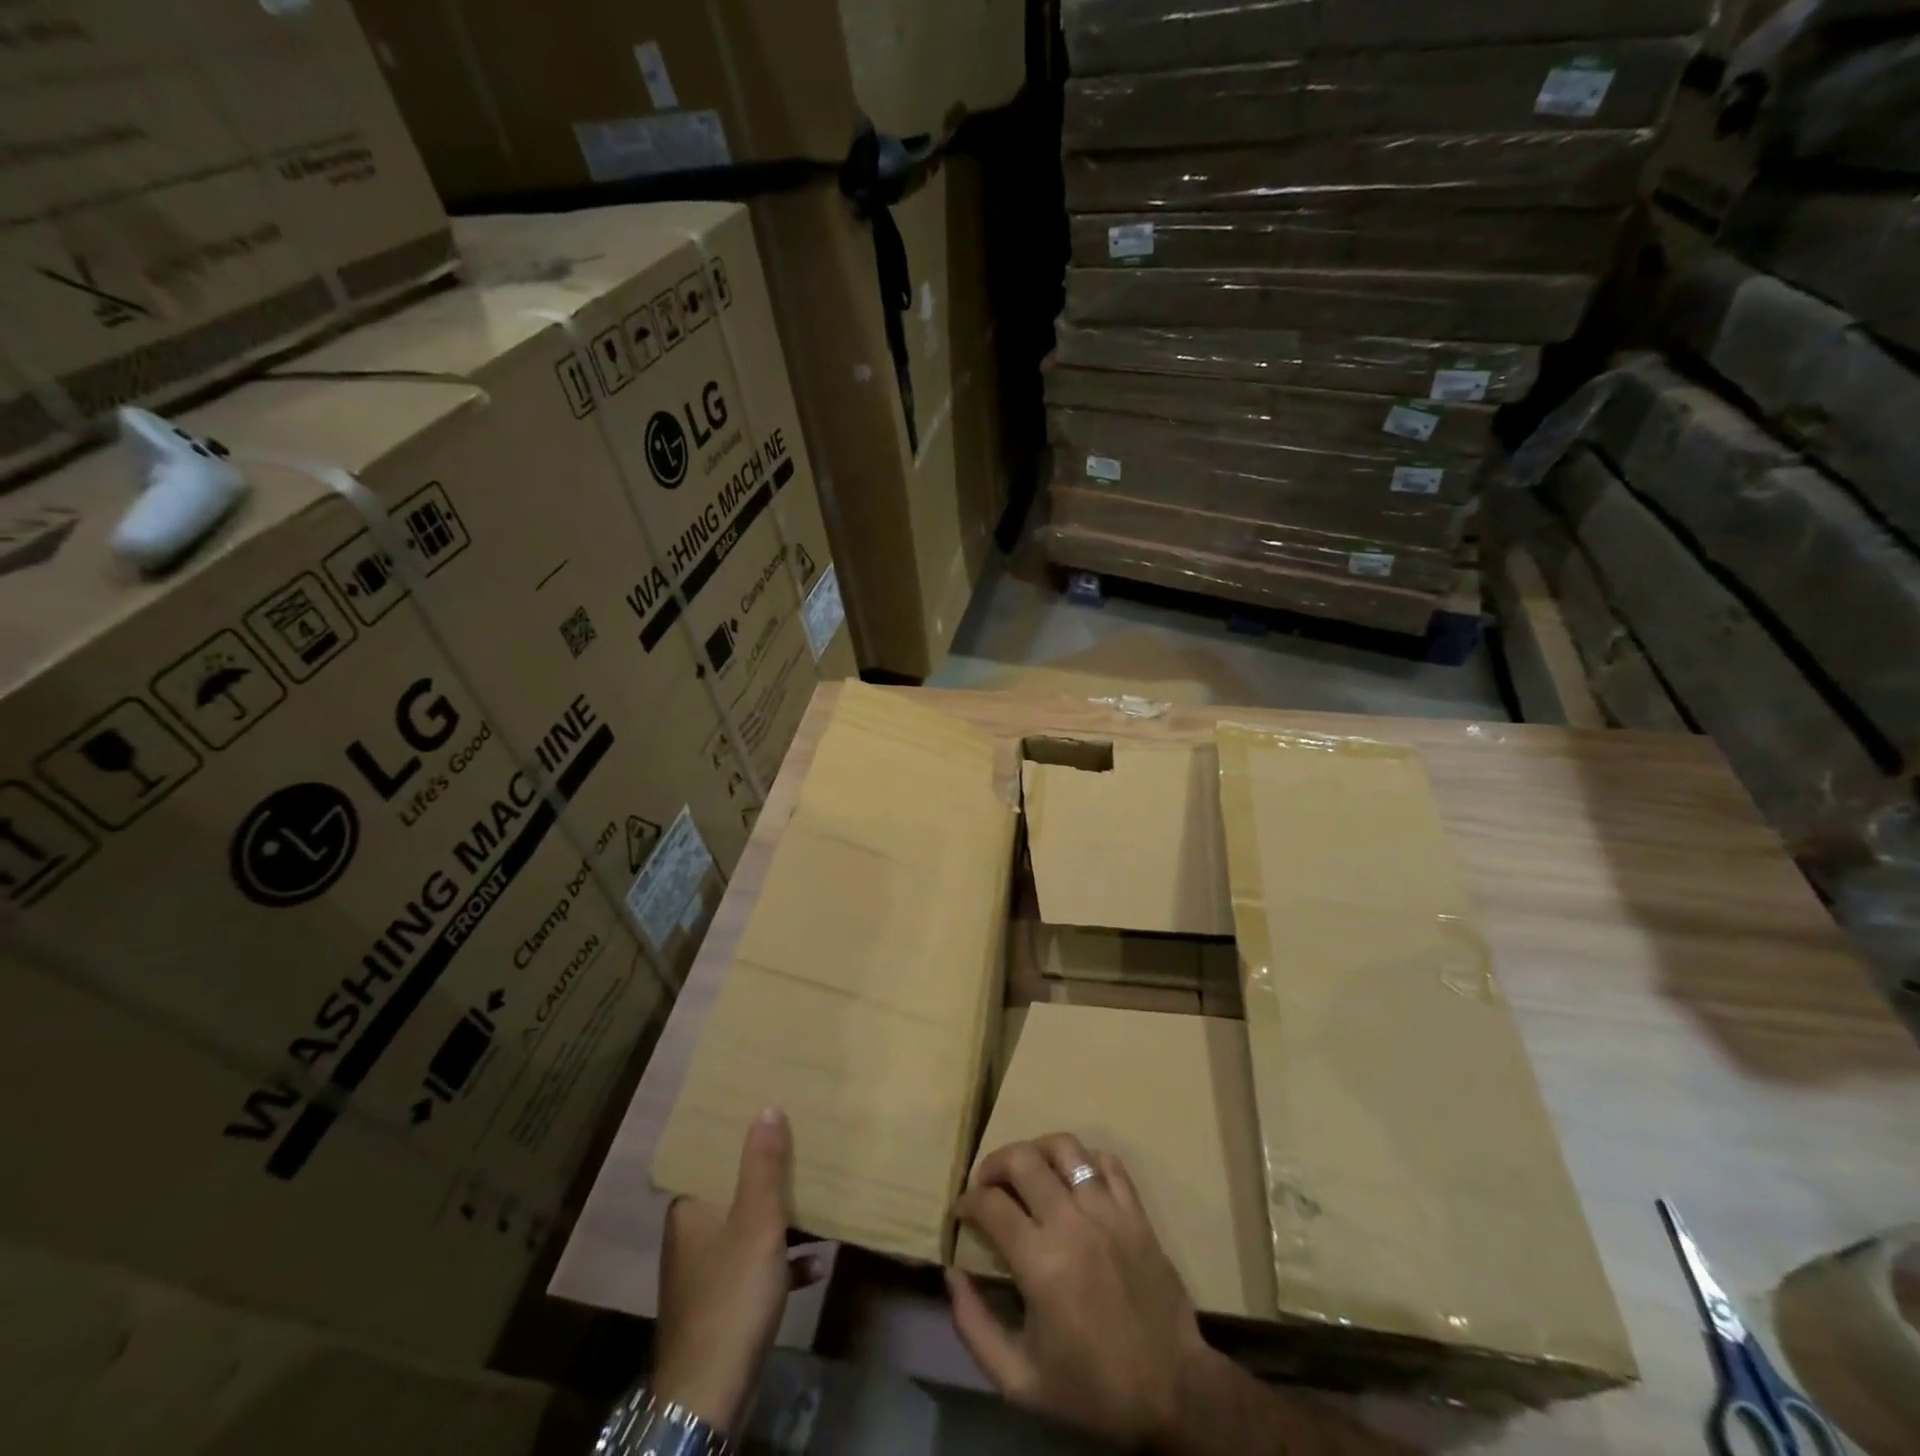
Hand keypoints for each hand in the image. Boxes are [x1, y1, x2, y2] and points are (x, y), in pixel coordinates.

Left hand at [654, 1109, 824, 1433]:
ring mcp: (706, 1274)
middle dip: (769, 1177)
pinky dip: (784, 1264)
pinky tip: (817, 1265)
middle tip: (802, 1153)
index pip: (711, 1161)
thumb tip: (766, 1109)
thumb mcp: (756, 1222)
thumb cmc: (732, 1294)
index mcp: (690, 1211)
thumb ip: (763, 1166)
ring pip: (748, 1231)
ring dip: (782, 1222)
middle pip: (734, 1193)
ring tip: (819, 1204)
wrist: (711, 1393)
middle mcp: (691, 1236)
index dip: (739, 1139)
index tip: (769, 1118)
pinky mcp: (722, 1306)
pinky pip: (756, 1270)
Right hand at [948, 1134, 1210, 1449]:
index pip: (990, 1204)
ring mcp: (1108, 1211)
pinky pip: (1108, 1162)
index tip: (961, 1211)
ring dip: (1037, 1150)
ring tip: (1028, 1170)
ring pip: (1066, 1147)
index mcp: (1040, 1262)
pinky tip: (1074, 1180)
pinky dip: (1085, 1160)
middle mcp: (1071, 1223)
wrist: (1172, 1392)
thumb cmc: (1092, 1387)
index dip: (967, 1201)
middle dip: (994, 1162)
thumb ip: (974, 1326)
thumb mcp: (1019, 1380)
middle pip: (1023, 1159)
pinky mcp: (1136, 1212)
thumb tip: (952, 1275)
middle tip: (987, 1183)